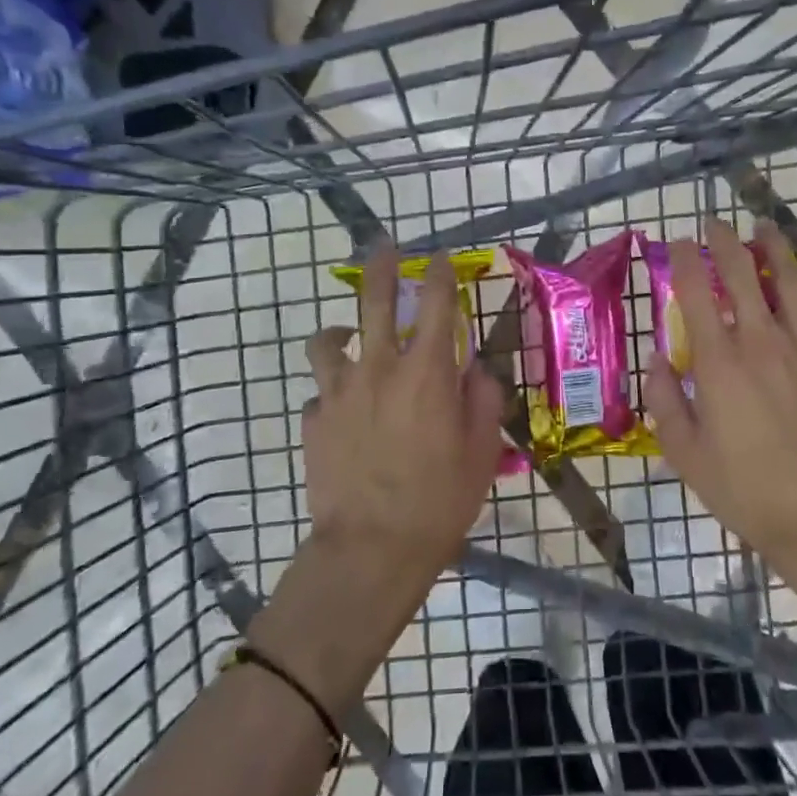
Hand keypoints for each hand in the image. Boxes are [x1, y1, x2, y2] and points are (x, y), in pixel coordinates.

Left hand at [300, 244, 505, 597]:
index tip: (439, 258)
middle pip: (375, 301)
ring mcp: (338, 393)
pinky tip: (343, 411)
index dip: (439, 274)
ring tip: (345, 336)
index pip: (435, 304)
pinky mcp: (313, 421)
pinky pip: (320, 394)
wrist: (371, 549)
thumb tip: (475, 371)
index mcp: (426, 373)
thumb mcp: (482, 452)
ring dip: (340, 331)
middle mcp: (379, 369)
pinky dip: (333, 393)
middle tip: (384, 246)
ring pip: (328, 340)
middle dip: (381, 266)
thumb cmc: (439, 501)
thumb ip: (482, 400)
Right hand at [646, 217, 796, 568]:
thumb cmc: (744, 488)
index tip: (678, 241)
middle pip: (742, 274)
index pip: (698, 292)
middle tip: (714, 223)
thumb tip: (658, 360)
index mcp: (719, 362)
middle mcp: (761, 341)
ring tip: (762, 227)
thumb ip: (665, 400)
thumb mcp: (685, 453)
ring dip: (772, 249)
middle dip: (724, 241)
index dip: (685, 260)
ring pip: (788, 281)